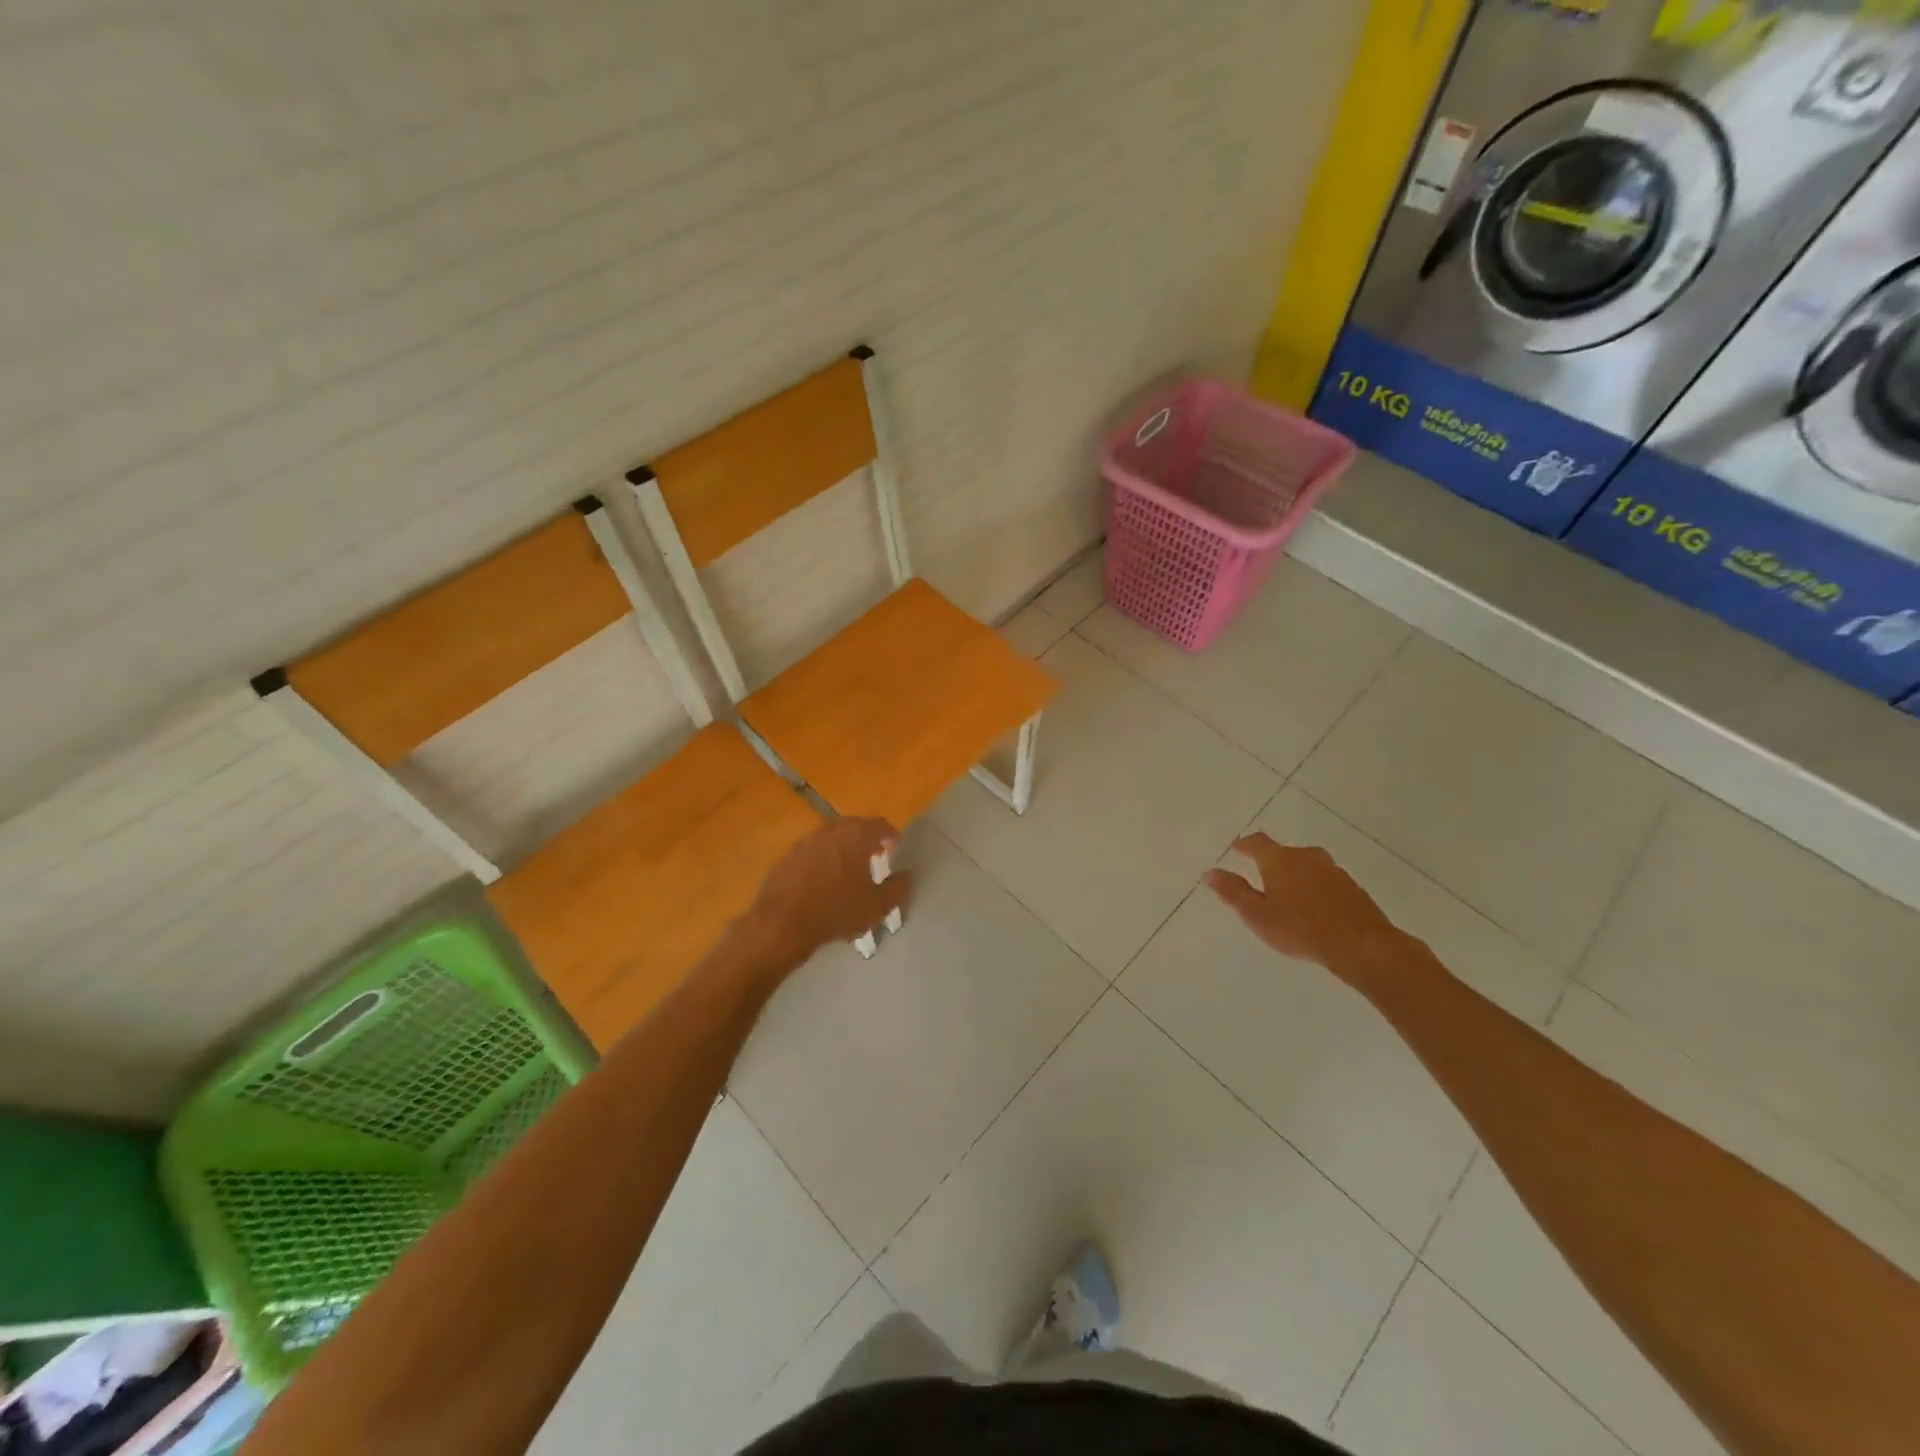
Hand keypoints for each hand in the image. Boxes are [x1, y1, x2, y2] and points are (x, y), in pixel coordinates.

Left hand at [740, 817, 912, 967]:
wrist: (782, 924)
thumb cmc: (836, 912)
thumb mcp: (876, 907)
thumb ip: (897, 888)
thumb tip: (907, 875)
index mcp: (855, 836)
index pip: (879, 825)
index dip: (890, 834)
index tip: (895, 846)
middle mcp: (830, 831)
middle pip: (853, 825)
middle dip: (866, 837)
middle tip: (874, 854)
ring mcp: (805, 841)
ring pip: (831, 835)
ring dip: (843, 845)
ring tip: (849, 866)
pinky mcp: (788, 856)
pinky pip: (813, 850)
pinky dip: (823, 857)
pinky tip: (824, 878)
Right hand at [1205, 834, 1407, 983]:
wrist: (1362, 946)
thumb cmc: (1300, 929)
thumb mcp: (1257, 914)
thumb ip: (1233, 892)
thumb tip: (1211, 872)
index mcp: (1280, 859)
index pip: (1257, 842)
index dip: (1244, 845)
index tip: (1236, 849)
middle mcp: (1307, 857)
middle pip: (1284, 853)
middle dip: (1271, 862)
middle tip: (1261, 877)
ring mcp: (1333, 870)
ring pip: (1307, 866)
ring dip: (1295, 875)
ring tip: (1287, 895)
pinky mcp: (1352, 888)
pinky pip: (1325, 881)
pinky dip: (1315, 888)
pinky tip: (1313, 908)